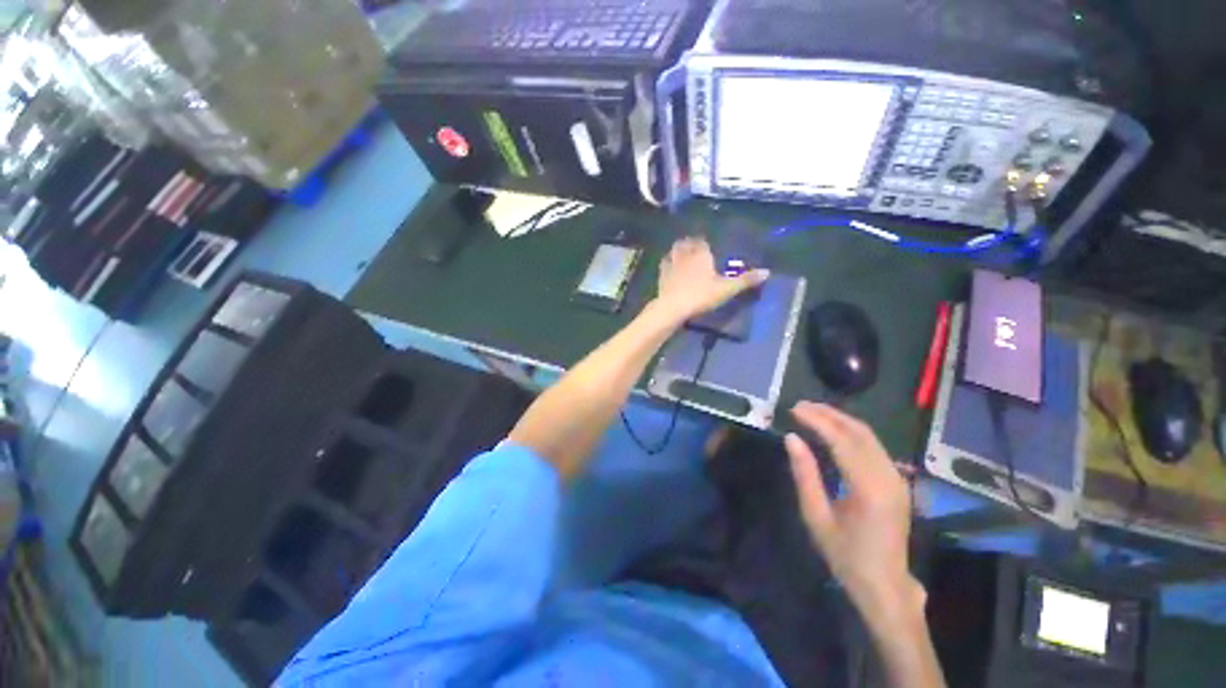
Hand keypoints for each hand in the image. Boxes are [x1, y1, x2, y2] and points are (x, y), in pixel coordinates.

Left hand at [654, 237, 768, 321]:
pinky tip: (669, 265)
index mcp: (701, 253)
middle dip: (691, 243)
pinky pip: (664, 263)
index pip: (702, 241)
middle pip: (687, 243)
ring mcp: (671, 263)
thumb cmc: (701, 295)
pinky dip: (668, 261)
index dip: (704, 243)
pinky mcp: (661, 274)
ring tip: (682, 253)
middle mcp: (685, 254)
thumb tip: (767, 272)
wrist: (673, 306)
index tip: (707, 245)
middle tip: (695, 247)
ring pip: (674, 250)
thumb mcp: (726, 289)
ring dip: (678, 249)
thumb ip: (745, 280)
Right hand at [784, 403, 922, 614]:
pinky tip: (833, 429)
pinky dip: (851, 432)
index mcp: (869, 490)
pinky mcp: (898, 481)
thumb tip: (791, 439)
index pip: (842, 442)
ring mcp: (898, 479)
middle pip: (859, 433)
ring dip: (840, 419)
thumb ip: (804, 474)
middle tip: (800, 405)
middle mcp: (889, 478)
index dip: (817, 421)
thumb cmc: (845, 555)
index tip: (793, 409)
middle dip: (829, 414)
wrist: (884, 585)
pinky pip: (874, 446)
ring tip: (812, 411)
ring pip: (869, 436)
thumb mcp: (816, 517)